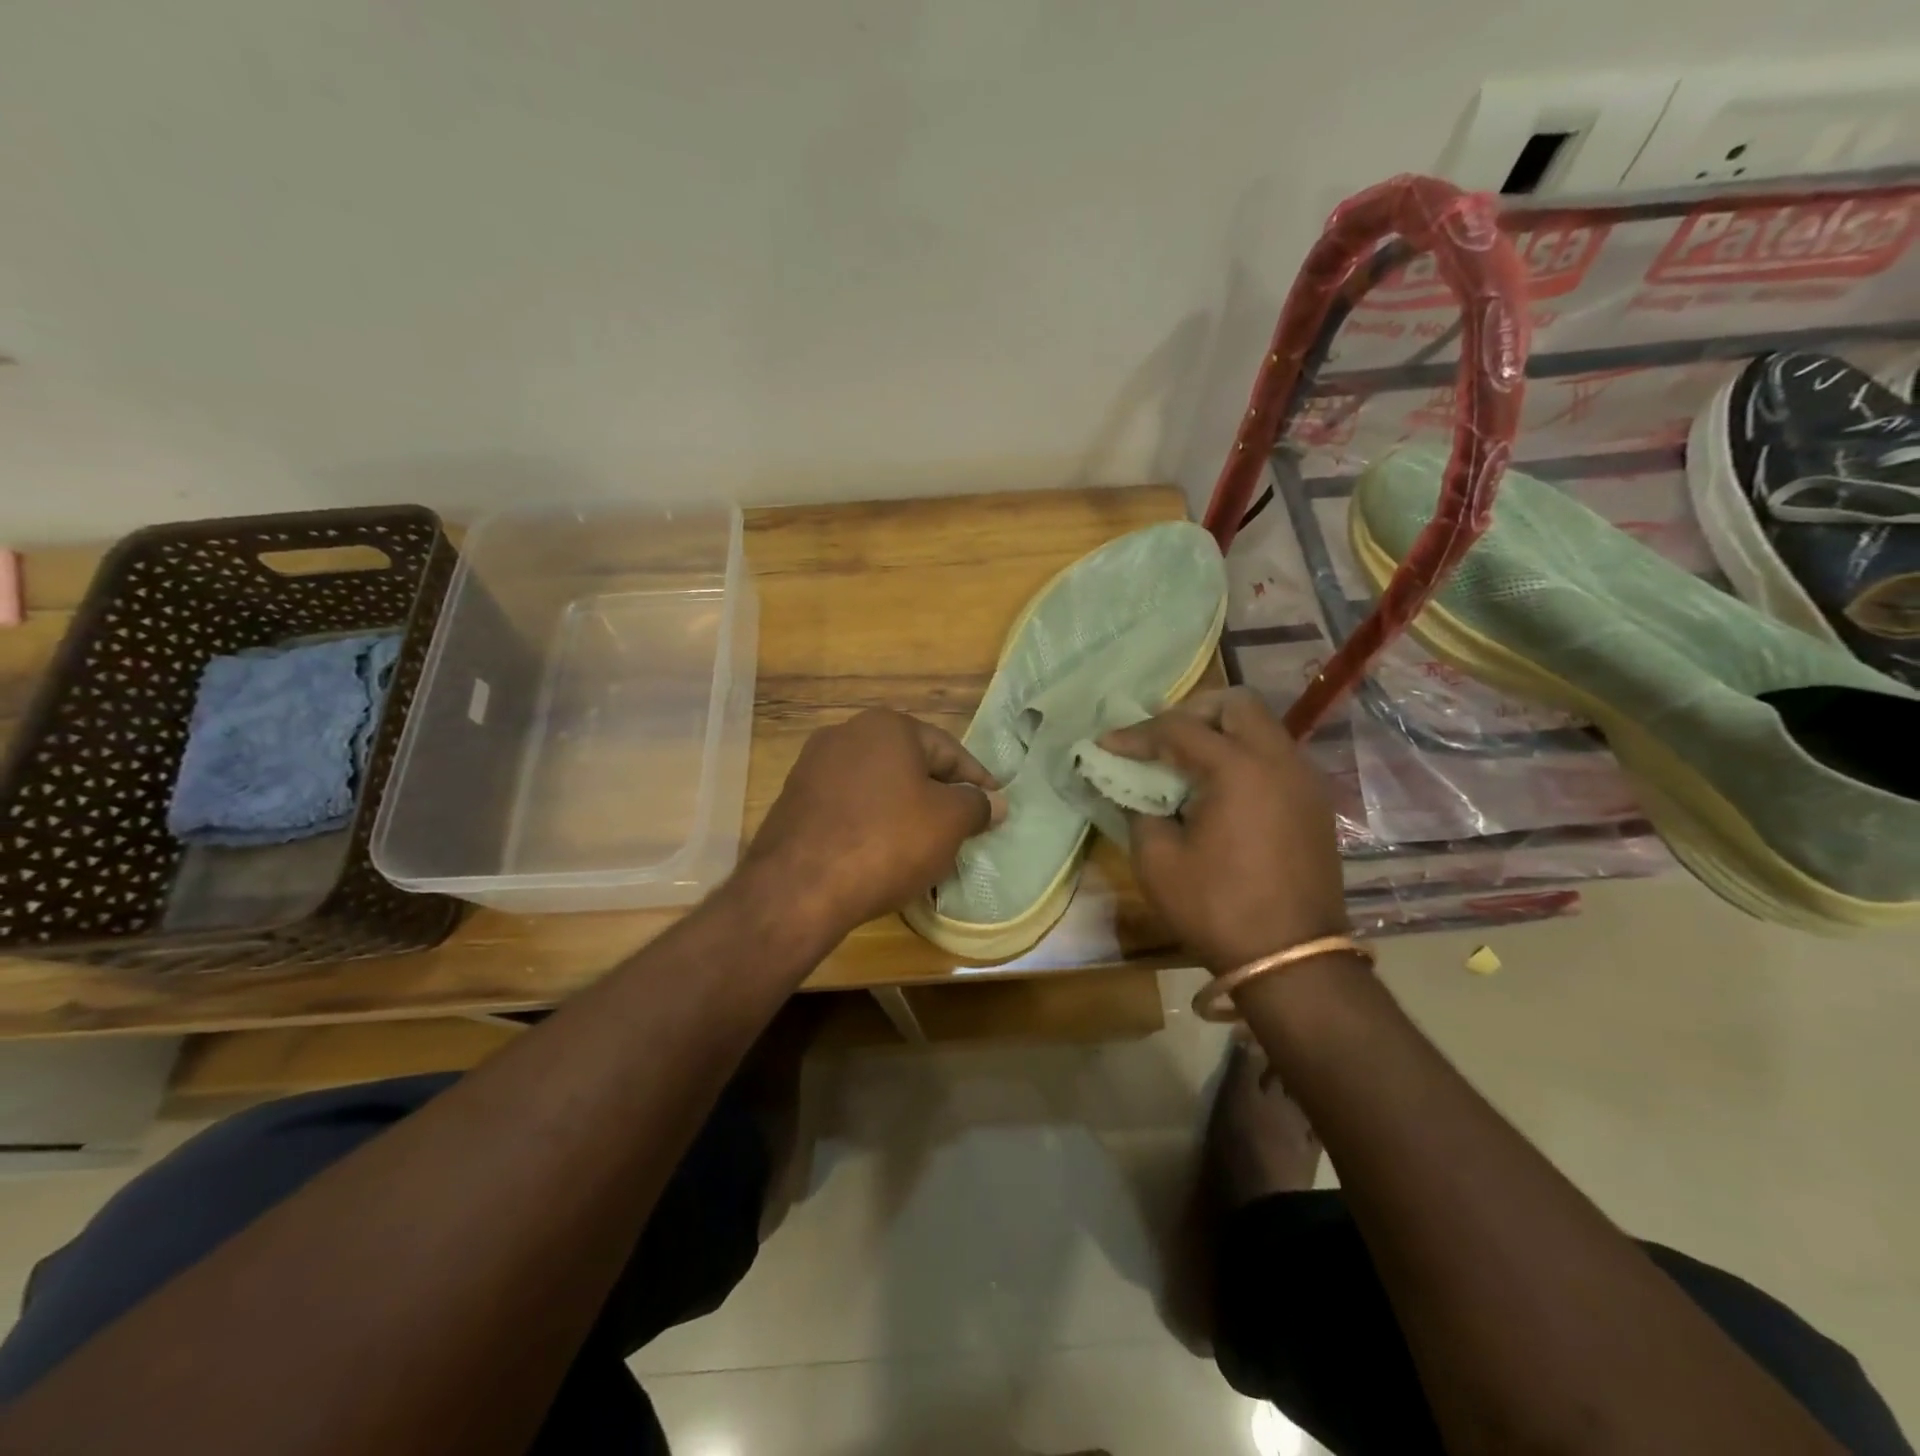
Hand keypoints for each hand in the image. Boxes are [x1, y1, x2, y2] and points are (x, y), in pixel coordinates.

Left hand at [740, 709, 1005, 944]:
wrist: (799, 888)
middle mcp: (846, 734)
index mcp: (887, 726)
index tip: (995, 807)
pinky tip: (883, 854)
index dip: (977, 780)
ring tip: (926, 845)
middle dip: (939, 795)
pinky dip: (873, 825)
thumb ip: (976, 805)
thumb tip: (994, 802)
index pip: (948, 750)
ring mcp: (813, 767)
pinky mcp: (794, 802)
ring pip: (878, 787)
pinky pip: (850, 808)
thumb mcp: (948, 822)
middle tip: (964, 827)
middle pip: (910, 765)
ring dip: (905, 811)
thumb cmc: (887, 841)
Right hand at [1099, 687, 1346, 971]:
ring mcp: (1304, 780)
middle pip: (1235, 704)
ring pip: (1261, 727)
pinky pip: (1275, 756)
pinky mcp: (1314, 803)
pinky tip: (1220, 790)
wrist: (1293, 959)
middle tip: (1160, 739)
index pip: (1179, 729)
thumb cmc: (1218, 909)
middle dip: (1191, 712)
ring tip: (1186, 762)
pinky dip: (1244, 756)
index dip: (1136, 734)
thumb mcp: (1158, 861)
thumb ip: (1140, 811)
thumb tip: (1133, 789)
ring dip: (1221, 732)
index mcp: (1239, 769)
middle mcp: (1279, 760)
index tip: (1106, 744)